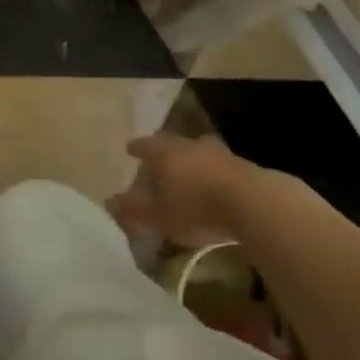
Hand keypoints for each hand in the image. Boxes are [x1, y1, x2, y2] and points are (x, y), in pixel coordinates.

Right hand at [108, 132, 258, 248]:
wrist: (251, 202)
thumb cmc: (195, 207)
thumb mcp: (158, 216)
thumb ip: (133, 209)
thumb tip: (108, 202)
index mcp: (165, 153)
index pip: (145, 145)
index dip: (137, 148)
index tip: (130, 148)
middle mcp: (189, 145)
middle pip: (172, 143)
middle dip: (163, 150)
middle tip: (157, 159)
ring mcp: (217, 152)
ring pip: (197, 150)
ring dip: (190, 159)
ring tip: (186, 170)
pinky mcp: (240, 164)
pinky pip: (217, 164)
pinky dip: (210, 170)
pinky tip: (212, 183)